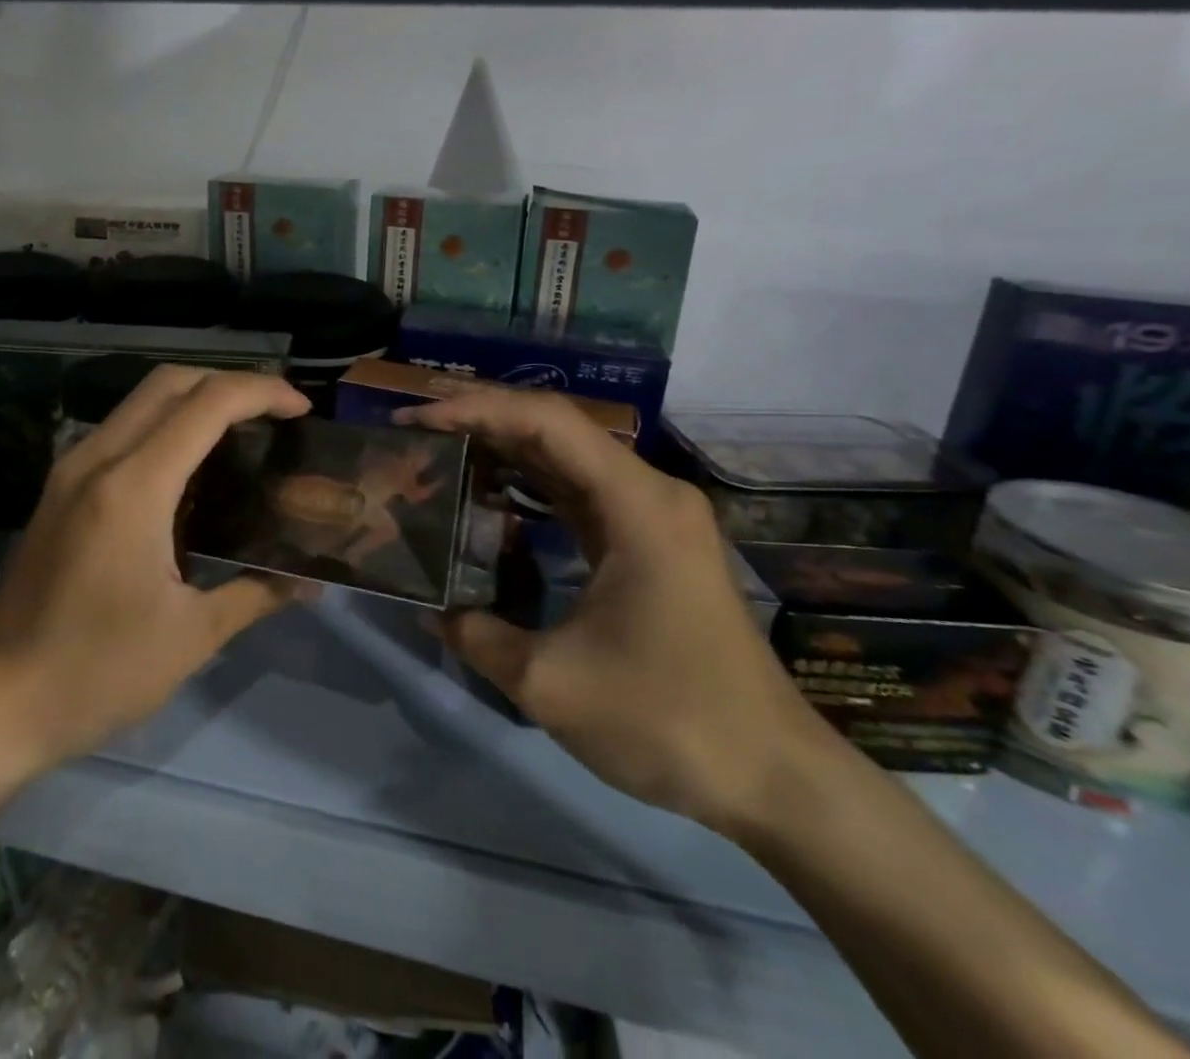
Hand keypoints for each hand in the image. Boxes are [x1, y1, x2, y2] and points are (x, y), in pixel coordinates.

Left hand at [0, 366, 312, 783]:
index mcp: (132, 487)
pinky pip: (122, 430)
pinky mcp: (59, 490)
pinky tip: (193, 470)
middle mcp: (97, 460)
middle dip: (230, 383)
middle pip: (170, 382)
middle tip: (276, 414)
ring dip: (196, 400)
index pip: (207, 403)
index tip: (302, 409)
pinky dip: (166, 425)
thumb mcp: (190, 638)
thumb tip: (311, 583)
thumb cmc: (94, 673)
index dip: (262, 392)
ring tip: (243, 433)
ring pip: (141, 400)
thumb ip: (256, 594)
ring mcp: (70, 471)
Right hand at [398, 388, 834, 837]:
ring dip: (504, 450)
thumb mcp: (551, 683)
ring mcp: (653, 515)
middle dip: (481, 421)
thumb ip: (476, 634)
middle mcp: (649, 492)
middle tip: (415, 432)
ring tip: (440, 453)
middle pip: (555, 429)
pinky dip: (530, 486)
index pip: (546, 421)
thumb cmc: (670, 720)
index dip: (476, 409)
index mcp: (636, 503)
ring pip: (566, 458)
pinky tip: (489, 495)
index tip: (417, 421)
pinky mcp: (649, 542)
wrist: (775, 779)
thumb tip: (427, 608)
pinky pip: (580, 492)